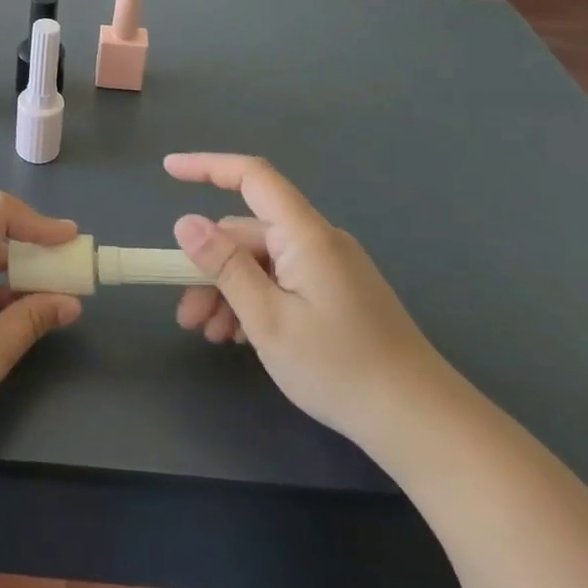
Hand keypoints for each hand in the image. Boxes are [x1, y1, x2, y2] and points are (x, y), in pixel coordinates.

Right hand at [166, 153, 458, 448]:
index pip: (252, 177)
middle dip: (210, 267)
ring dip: (230, 291)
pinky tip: (242, 338)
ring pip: (262, 262)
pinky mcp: (338, 293)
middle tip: (187, 316)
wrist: (420, 421)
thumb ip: (225, 266)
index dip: (207, 166)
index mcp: (305, 235)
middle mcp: (319, 241)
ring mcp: (331, 267)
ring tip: (211, 335)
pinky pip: (282, 280)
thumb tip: (186, 222)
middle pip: (249, 233)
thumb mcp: (268, 319)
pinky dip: (256, 301)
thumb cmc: (339, 368)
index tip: (167, 170)